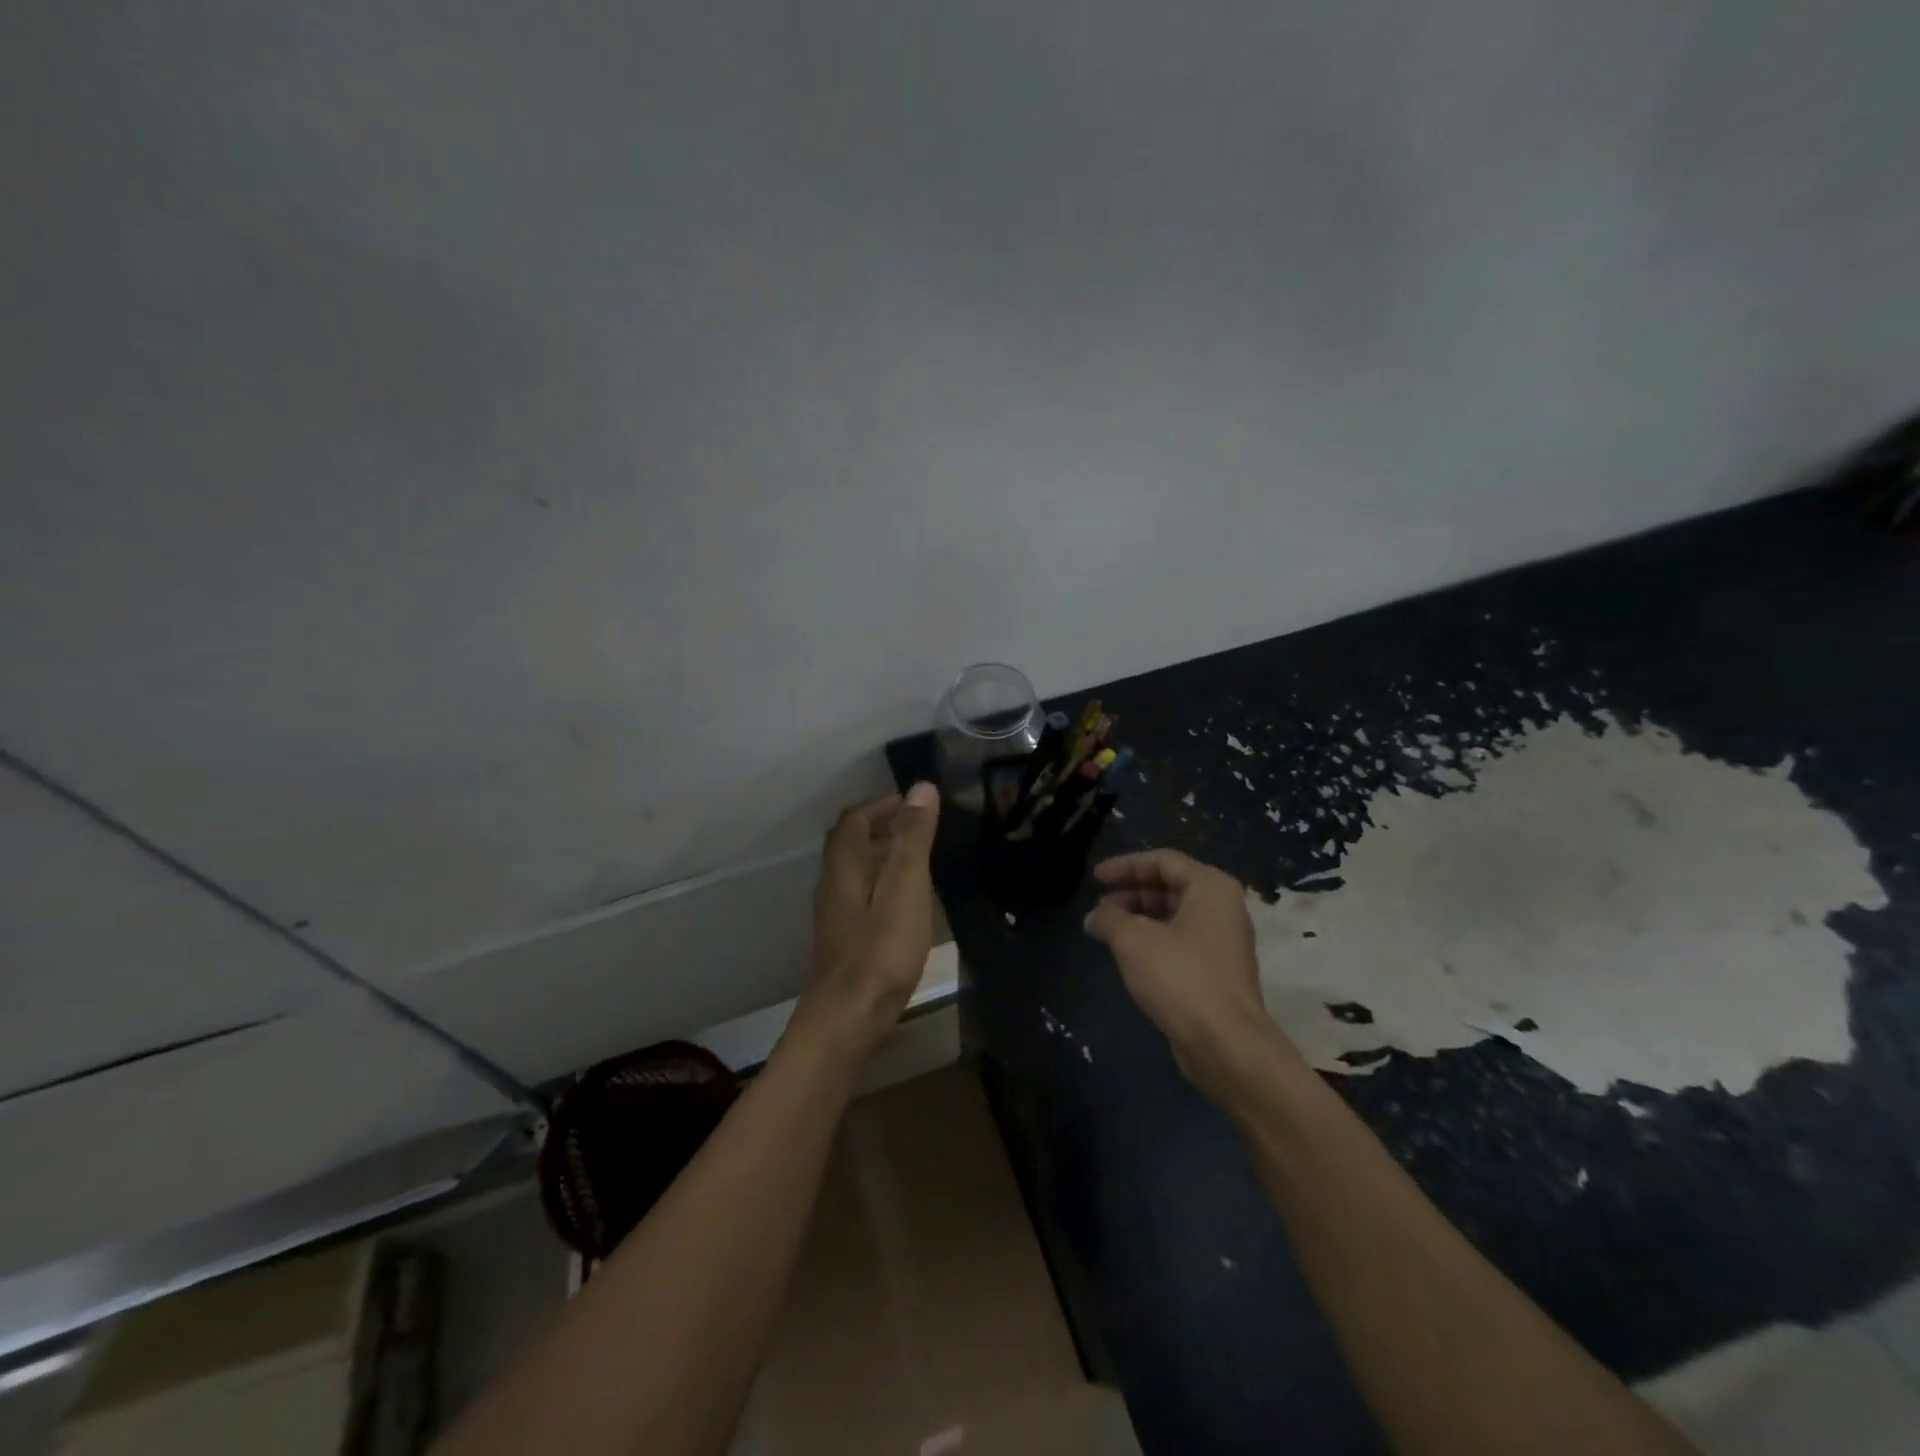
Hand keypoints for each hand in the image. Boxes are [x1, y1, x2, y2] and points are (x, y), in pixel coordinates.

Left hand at [800, 782, 941, 1051]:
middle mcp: (832, 885)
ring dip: (880, 855)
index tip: (912, 802)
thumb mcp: (905, 887)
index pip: (854, 820)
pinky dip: (881, 883)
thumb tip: (920, 787)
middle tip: (916, 825)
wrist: (850, 1016)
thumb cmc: (881, 949)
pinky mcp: (844, 940)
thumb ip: (912, 838)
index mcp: (844, 866)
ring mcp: (835, 915)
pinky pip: (860, 896)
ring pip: (854, 871)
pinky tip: (905, 902)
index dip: (880, 805)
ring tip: (916, 858)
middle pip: (849, 843)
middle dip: (879, 826)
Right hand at [1083, 849, 1299, 1102]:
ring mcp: (1222, 941)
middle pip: (1169, 886)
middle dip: (1130, 893)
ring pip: (1173, 915)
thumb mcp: (1133, 940)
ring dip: (1138, 918)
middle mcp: (1222, 908)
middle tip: (1099, 908)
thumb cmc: (1181, 977)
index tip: (1095, 878)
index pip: (1162, 860)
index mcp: (1210, 887)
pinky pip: (1179, 941)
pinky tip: (1127, 955)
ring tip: (1105, 931)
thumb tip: (1094, 917)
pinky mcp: (1216, 970)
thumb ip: (1109, 918)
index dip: (1125, 865)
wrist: (1226, 1044)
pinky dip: (1151, 940)